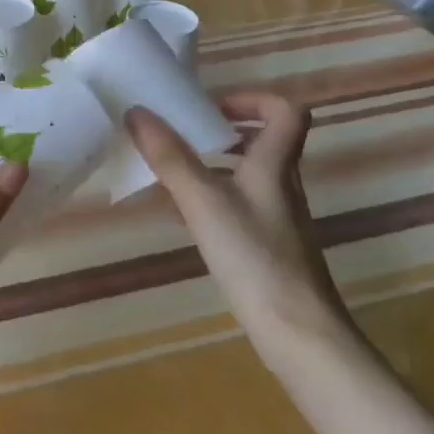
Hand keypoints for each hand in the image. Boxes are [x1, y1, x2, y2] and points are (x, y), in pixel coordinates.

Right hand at [125, 91, 349, 339]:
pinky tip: (185, 216)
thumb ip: (170, 157)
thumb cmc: (254, 257)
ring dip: (216, 163)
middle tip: (185, 135)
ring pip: (250, 174)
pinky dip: (214, 197)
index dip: (252, 99)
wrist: (298, 334)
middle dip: (224, 131)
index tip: (211, 108)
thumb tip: (136, 111)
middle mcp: (282, 185)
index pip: (286, 111)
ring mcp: (278, 218)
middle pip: (265, 141)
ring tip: (175, 171)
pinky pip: (241, 205)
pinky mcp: (269, 247)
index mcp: (275, 165)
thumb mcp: (203, 201)